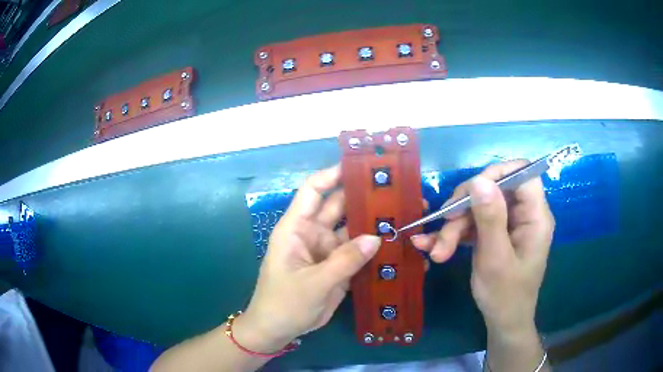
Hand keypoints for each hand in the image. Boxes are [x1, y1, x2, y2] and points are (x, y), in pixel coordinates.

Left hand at [234, 165, 380, 352]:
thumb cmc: (284, 303)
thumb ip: (345, 261)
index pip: (313, 190)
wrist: (278, 330)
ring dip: (373, 224)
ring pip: (352, 230)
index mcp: (296, 228)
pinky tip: (395, 244)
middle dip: (363, 198)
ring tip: (403, 215)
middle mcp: (313, 233)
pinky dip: (374, 249)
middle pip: (339, 207)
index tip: (361, 167)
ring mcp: (327, 251)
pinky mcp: (338, 267)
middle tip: (395, 190)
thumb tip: (377, 237)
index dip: (333, 175)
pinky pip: (358, 252)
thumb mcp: (314, 283)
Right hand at [411, 160, 554, 333]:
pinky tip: (431, 245)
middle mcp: (524, 215)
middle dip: (466, 207)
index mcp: (535, 216)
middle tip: (444, 225)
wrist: (502, 321)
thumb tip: (479, 179)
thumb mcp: (495, 258)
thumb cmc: (505, 295)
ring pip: (479, 207)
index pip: (522, 174)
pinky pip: (474, 223)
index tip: (470, 191)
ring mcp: (509, 224)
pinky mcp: (495, 234)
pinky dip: (454, 234)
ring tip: (436, 250)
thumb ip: (490, 218)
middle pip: (494, 190)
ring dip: (454, 226)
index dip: (497, 174)